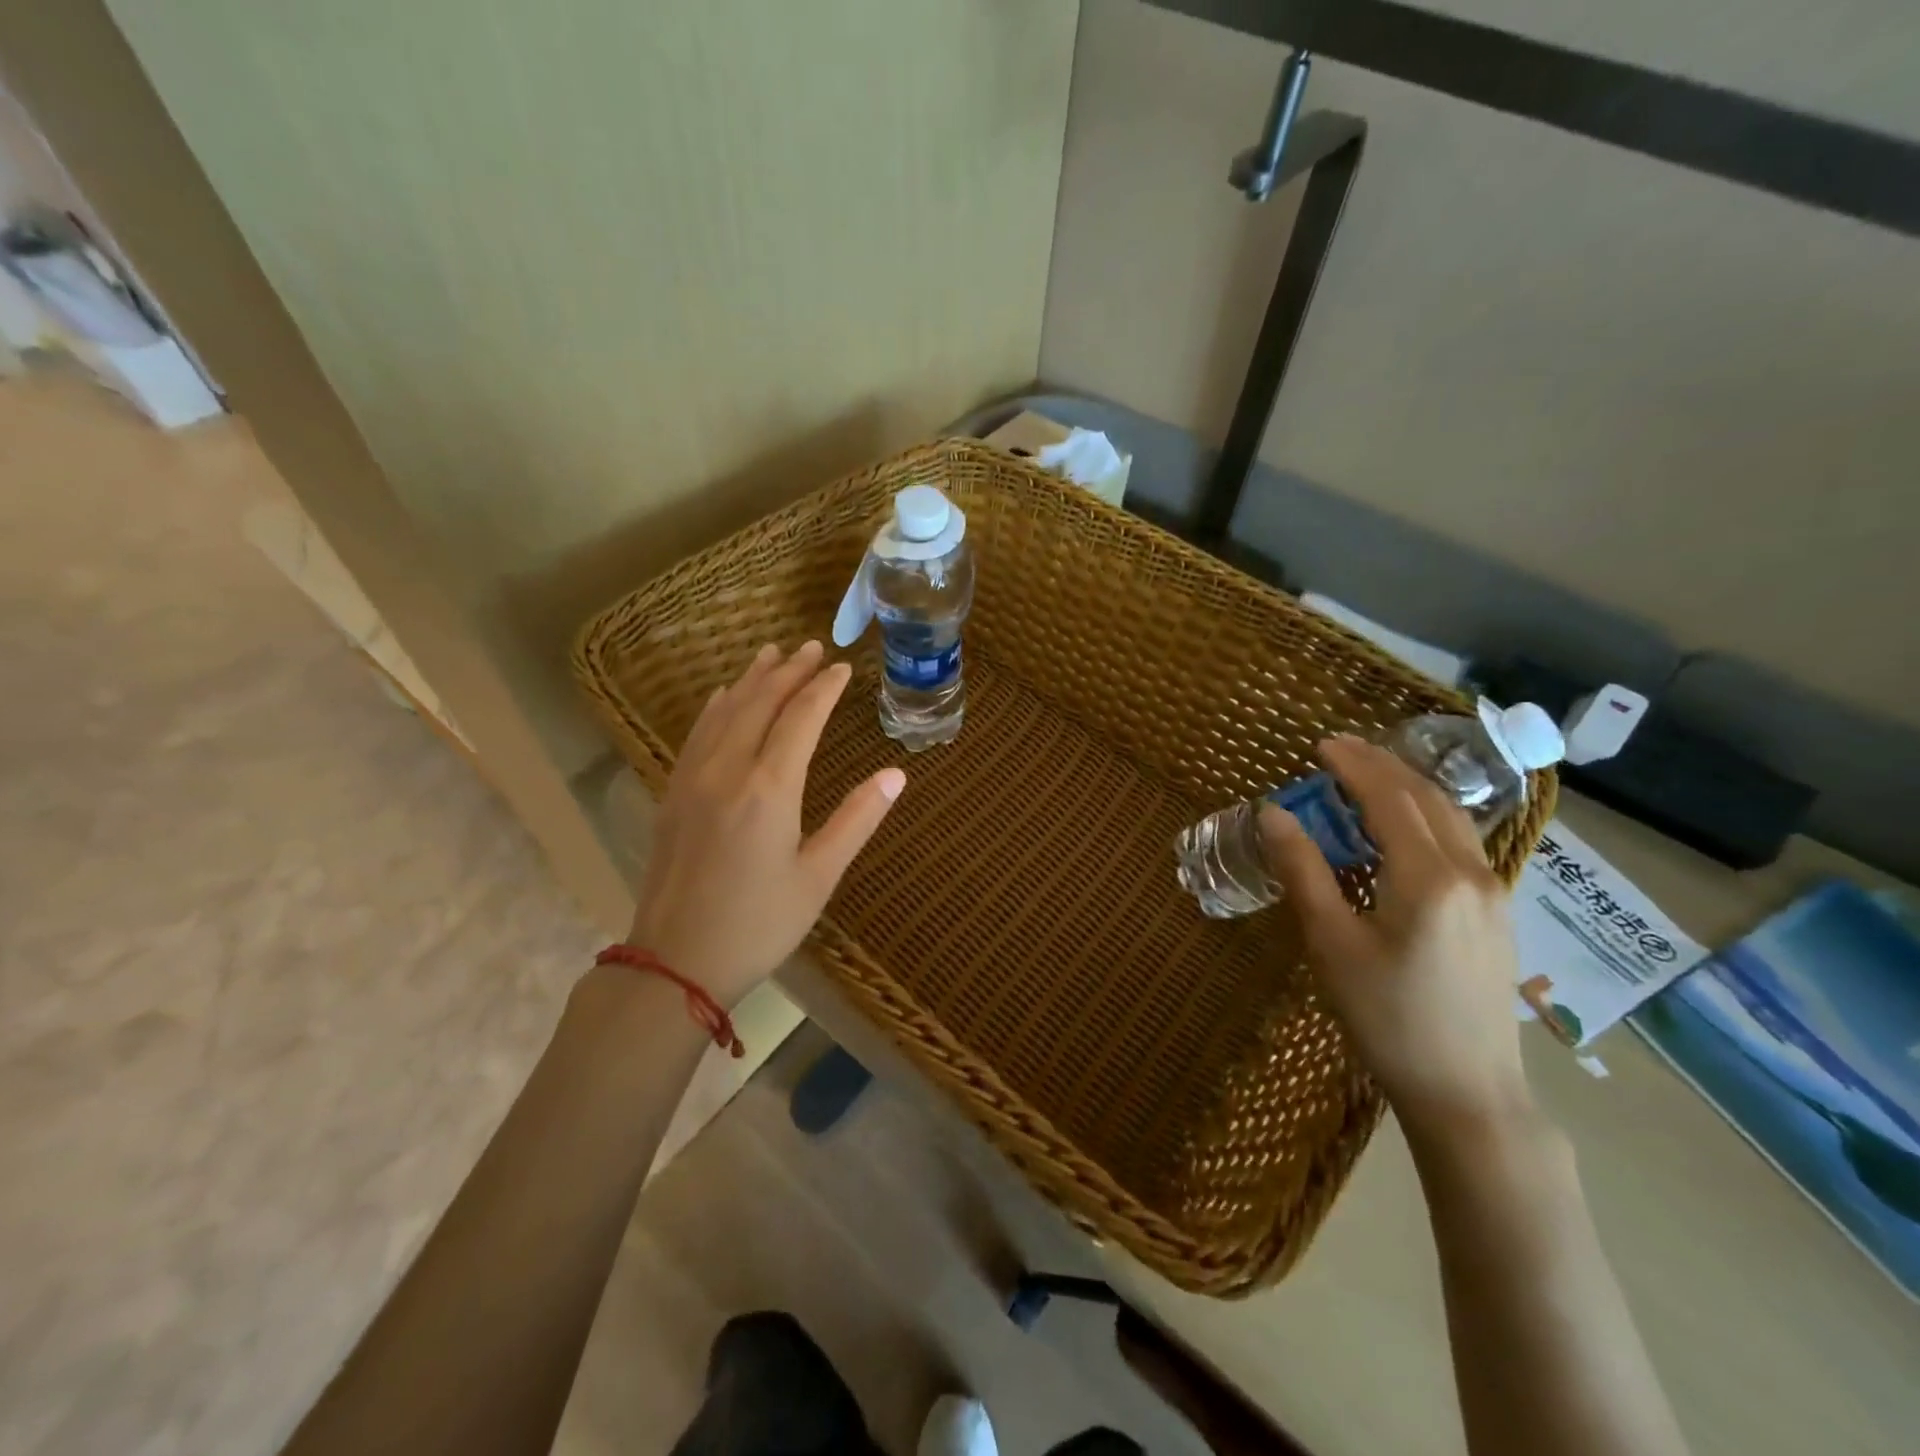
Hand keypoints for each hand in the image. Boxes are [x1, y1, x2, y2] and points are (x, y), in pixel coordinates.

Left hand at [626, 640, 904, 1006]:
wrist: (674, 962)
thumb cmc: (759, 924)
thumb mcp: (819, 876)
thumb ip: (857, 819)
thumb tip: (896, 775)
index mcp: (770, 788)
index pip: (801, 718)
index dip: (824, 688)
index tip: (843, 666)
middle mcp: (728, 770)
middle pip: (760, 703)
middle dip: (788, 672)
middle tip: (811, 646)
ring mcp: (693, 779)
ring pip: (724, 712)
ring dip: (751, 680)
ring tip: (771, 653)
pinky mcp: (673, 795)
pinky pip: (696, 734)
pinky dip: (715, 707)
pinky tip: (721, 696)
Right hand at [1258, 736, 1533, 1145]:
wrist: (1467, 1092)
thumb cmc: (1387, 1018)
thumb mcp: (1332, 943)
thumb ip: (1303, 871)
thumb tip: (1273, 814)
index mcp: (1429, 878)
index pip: (1390, 798)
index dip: (1354, 766)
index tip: (1320, 745)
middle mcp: (1471, 873)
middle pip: (1426, 798)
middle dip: (1381, 766)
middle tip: (1338, 750)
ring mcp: (1493, 893)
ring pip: (1450, 818)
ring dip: (1406, 788)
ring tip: (1364, 777)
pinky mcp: (1496, 913)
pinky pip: (1459, 843)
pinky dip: (1424, 817)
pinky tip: (1398, 828)